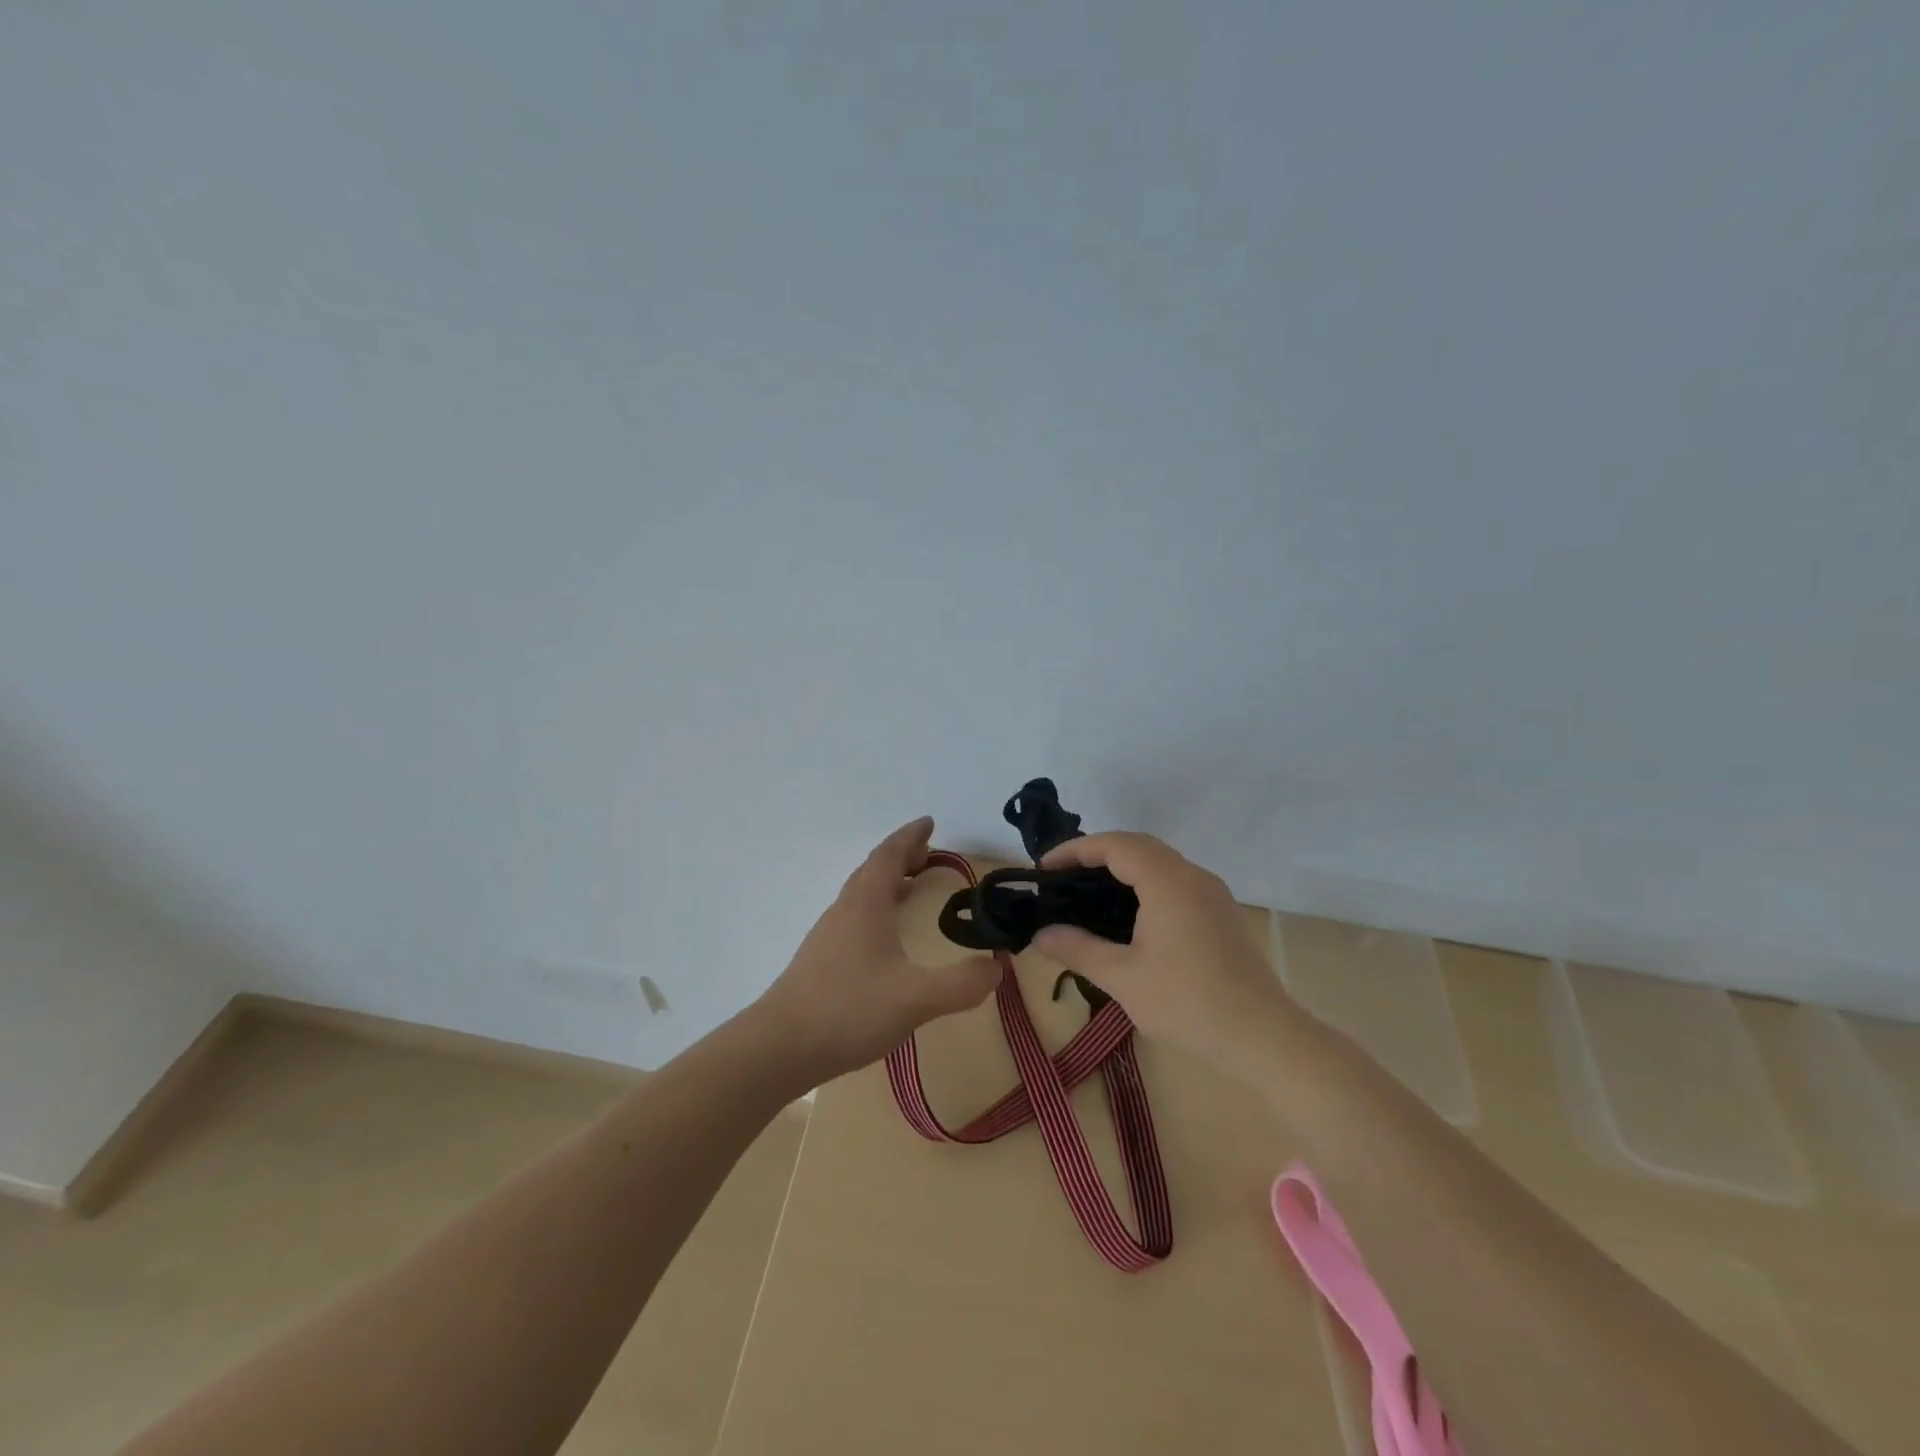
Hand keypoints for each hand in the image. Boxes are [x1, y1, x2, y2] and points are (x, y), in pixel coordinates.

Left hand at [754, 817, 1000, 1083]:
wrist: (779, 1047)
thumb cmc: (849, 1009)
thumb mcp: (916, 998)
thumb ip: (961, 983)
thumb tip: (997, 967)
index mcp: (866, 904)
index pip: (888, 855)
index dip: (910, 836)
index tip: (929, 823)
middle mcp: (845, 910)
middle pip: (873, 870)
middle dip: (902, 857)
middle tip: (928, 855)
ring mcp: (829, 935)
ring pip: (861, 894)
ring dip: (888, 883)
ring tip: (912, 887)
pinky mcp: (821, 960)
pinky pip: (855, 917)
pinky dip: (877, 909)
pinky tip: (886, 938)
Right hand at [1032, 832, 1296, 1062]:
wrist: (1265, 1039)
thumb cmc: (1189, 1004)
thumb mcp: (1123, 978)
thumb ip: (1078, 950)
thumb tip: (1040, 936)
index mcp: (1168, 882)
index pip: (1115, 845)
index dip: (1076, 850)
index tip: (1045, 868)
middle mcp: (1193, 876)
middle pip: (1139, 845)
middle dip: (1098, 853)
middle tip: (1063, 876)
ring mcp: (1212, 894)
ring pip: (1161, 862)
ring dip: (1124, 866)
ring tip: (1089, 892)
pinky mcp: (1221, 913)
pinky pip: (1176, 881)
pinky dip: (1145, 882)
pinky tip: (1130, 914)